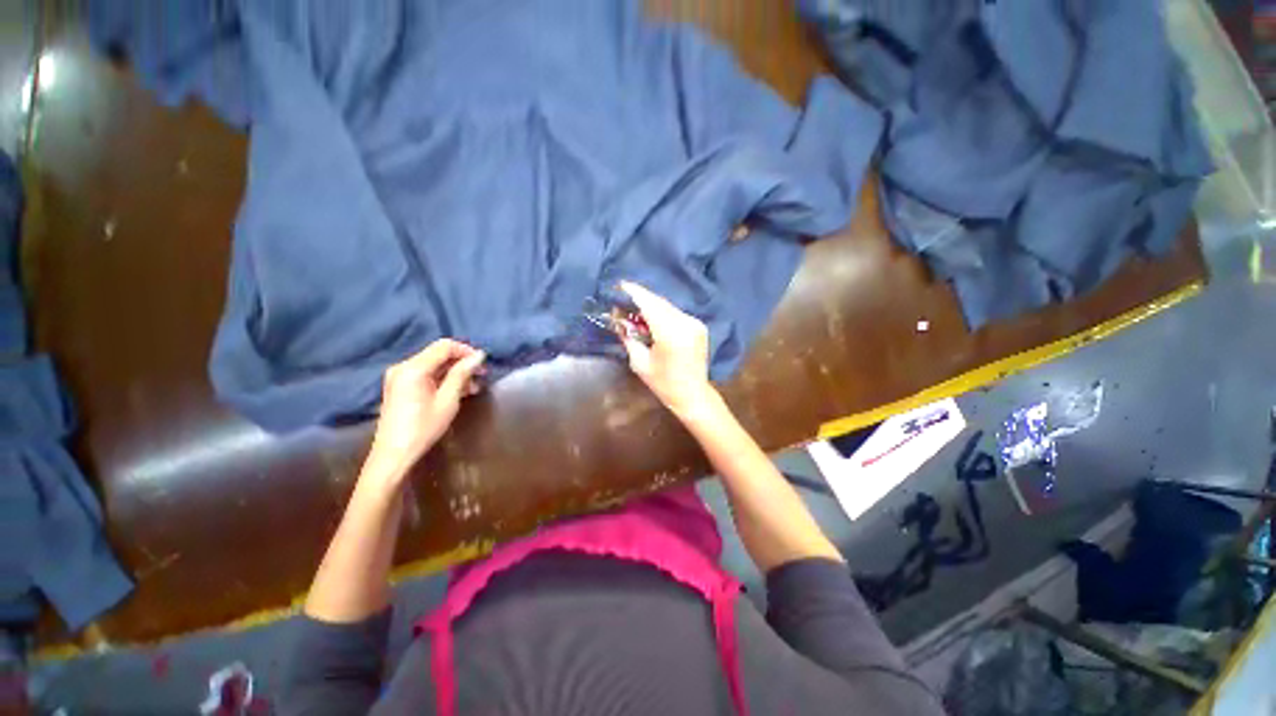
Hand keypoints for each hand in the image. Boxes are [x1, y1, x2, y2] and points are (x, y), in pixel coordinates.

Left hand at [365, 339, 485, 479]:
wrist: (394, 454)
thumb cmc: (423, 427)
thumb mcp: (448, 400)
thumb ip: (462, 374)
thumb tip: (479, 356)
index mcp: (413, 368)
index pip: (444, 346)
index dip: (466, 351)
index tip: (483, 363)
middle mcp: (403, 367)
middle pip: (438, 354)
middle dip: (462, 363)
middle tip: (482, 376)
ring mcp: (399, 377)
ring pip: (434, 365)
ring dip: (455, 373)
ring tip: (474, 387)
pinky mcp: (400, 387)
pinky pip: (426, 375)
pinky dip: (443, 379)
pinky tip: (458, 391)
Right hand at [618, 282, 718, 420]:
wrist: (693, 394)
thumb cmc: (663, 383)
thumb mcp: (640, 362)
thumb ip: (629, 337)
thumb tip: (618, 319)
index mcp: (670, 333)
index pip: (650, 304)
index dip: (635, 293)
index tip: (621, 285)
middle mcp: (685, 323)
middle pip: (659, 302)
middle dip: (641, 298)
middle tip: (624, 299)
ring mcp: (695, 323)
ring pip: (668, 306)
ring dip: (651, 305)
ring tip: (636, 310)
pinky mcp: (699, 326)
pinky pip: (676, 313)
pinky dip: (662, 312)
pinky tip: (652, 319)